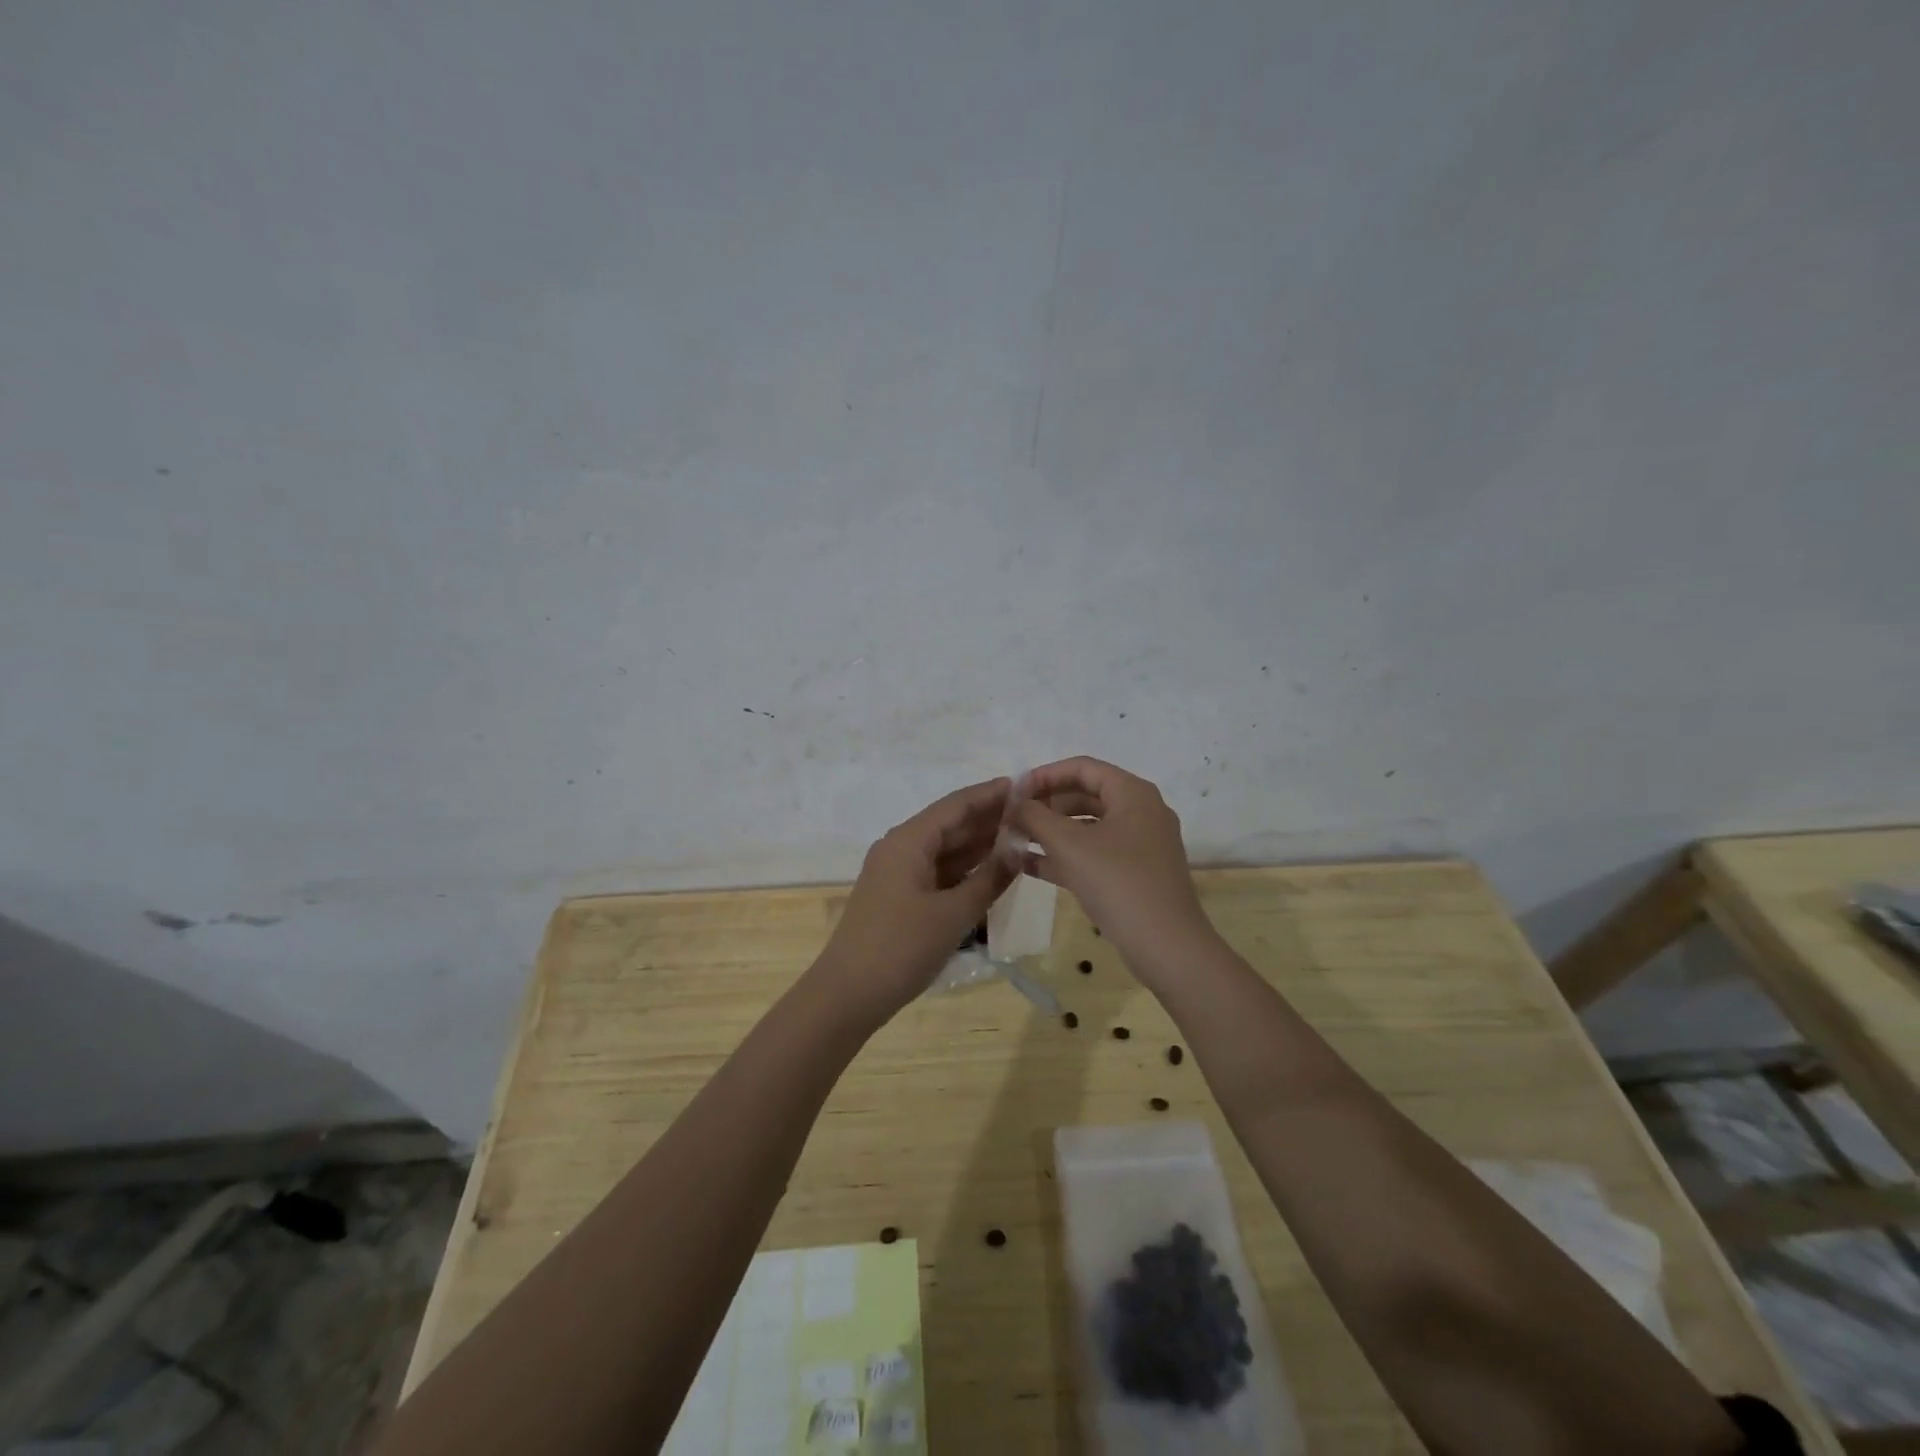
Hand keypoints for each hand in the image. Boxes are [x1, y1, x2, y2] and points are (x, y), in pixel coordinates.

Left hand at [814, 777, 1017, 1022]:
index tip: (1024, 785)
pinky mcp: (899, 896)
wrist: (848, 995)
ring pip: (945, 849)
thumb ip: (988, 879)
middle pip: (950, 824)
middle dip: (989, 818)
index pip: (956, 805)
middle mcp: (901, 848)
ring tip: (1020, 838)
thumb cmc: (901, 948)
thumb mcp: (953, 914)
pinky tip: (992, 871)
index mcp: (909, 841)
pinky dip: (964, 869)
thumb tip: (1017, 849)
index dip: (990, 794)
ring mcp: (897, 873)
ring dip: (978, 844)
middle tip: (1031, 814)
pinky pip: (937, 871)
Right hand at [1009, 757, 1217, 980]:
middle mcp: (1140, 811)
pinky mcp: (1134, 873)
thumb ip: (1036, 817)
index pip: (1082, 768)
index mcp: (1132, 793)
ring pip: (1087, 826)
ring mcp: (1139, 844)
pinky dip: (1065, 855)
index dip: (1045, 775)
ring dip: (1051, 831)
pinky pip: (1094, 853)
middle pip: (1085, 795)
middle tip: (1012, 819)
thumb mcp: (1069, 845)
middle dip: (1046, 805)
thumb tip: (1015, 804)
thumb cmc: (1118, 883)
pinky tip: (1030, 866)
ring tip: (1015, 840)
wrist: (1166, 946)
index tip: (1014, 791)